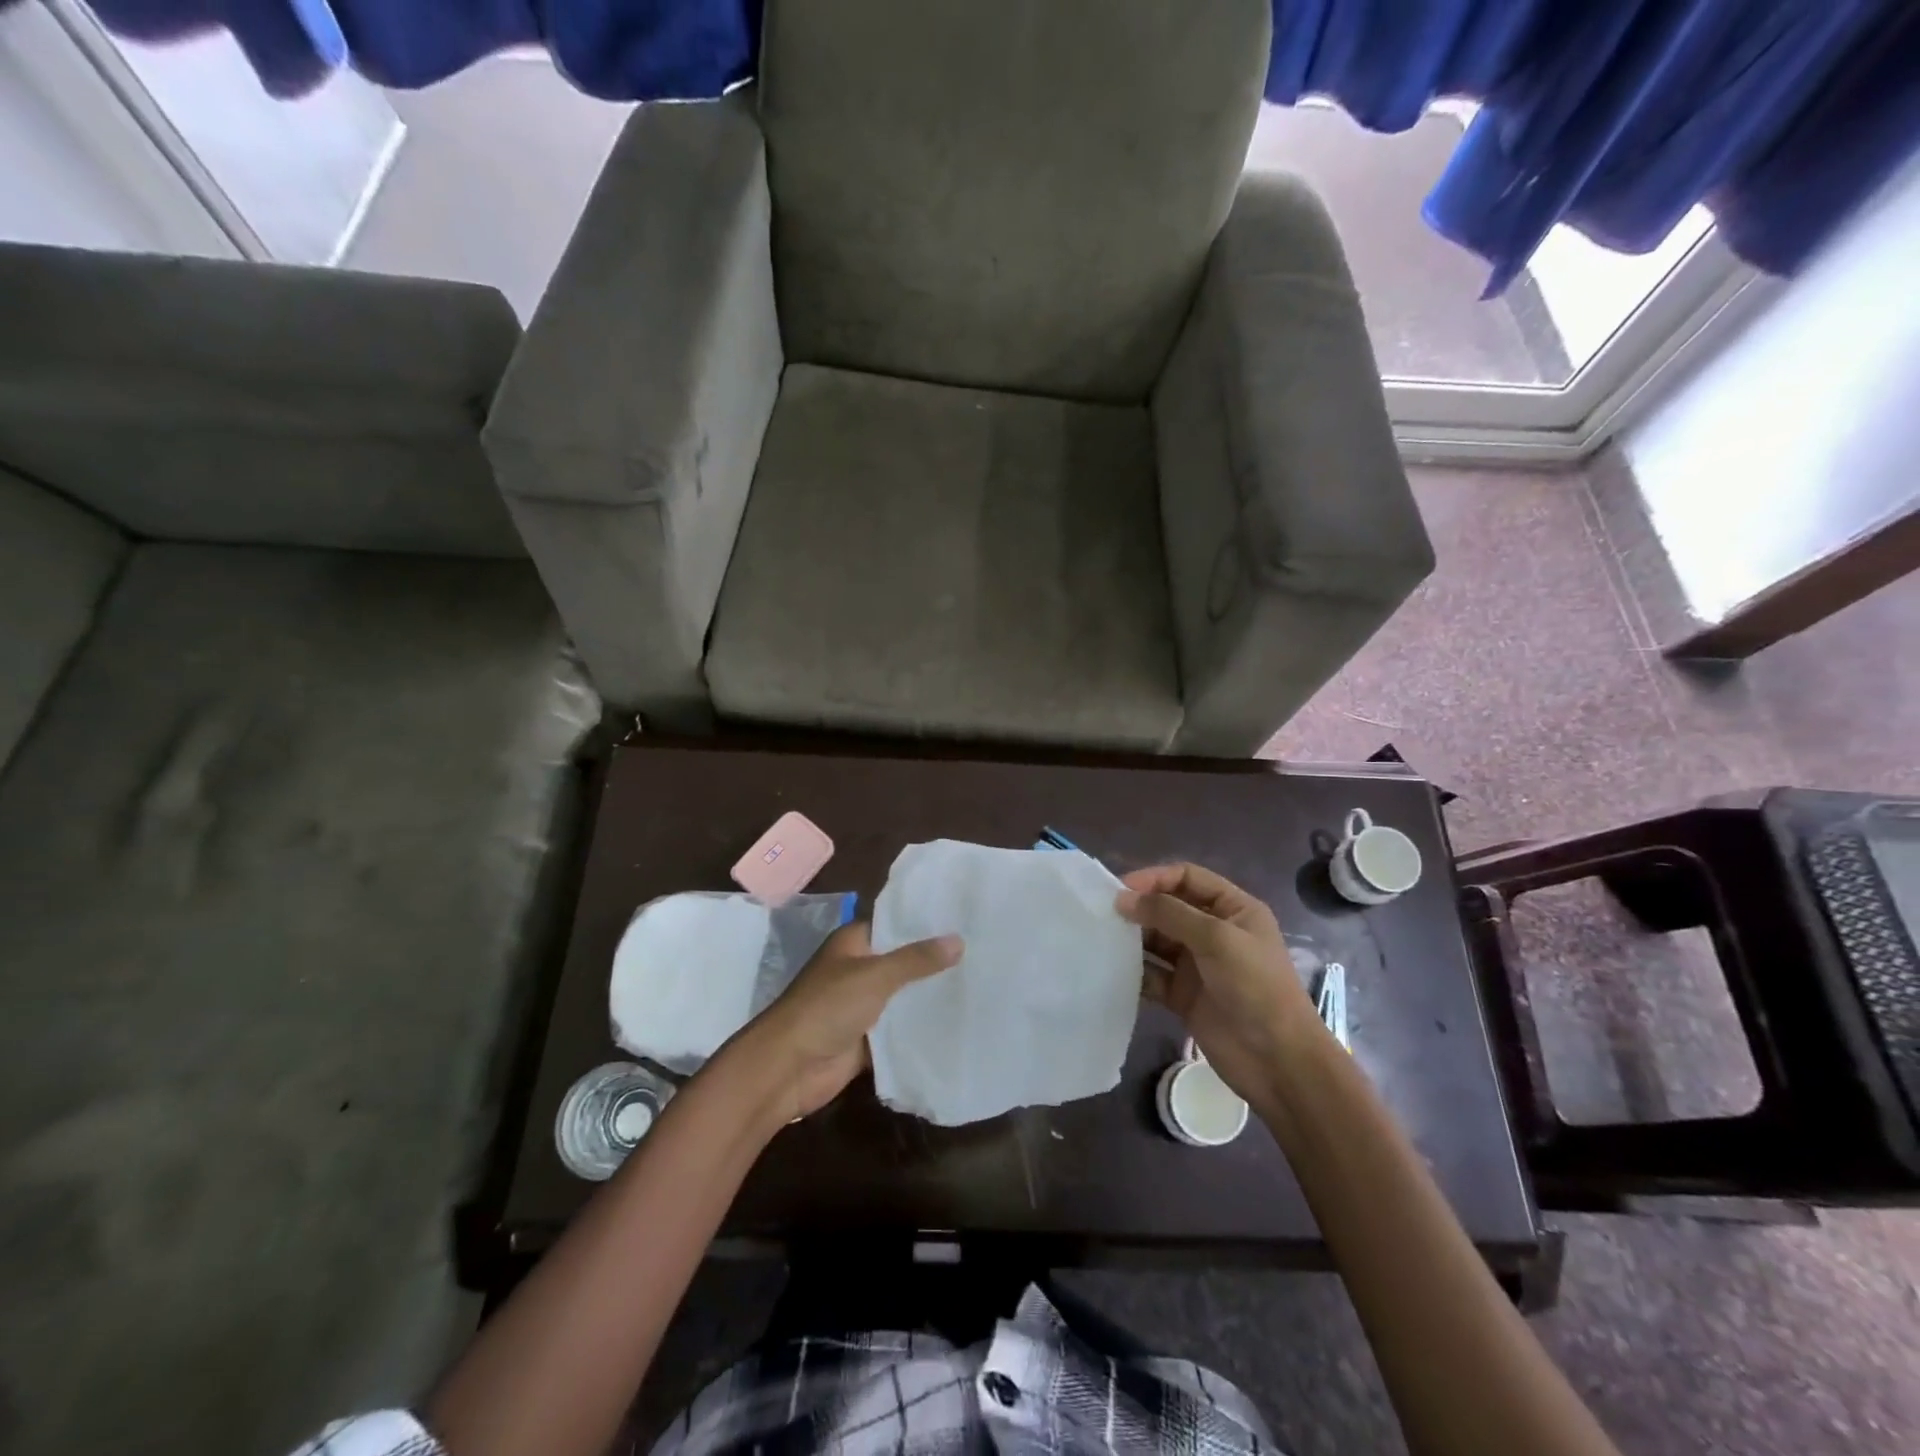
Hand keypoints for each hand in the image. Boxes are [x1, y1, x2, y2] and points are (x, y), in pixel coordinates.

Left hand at [730, 921, 961, 1124]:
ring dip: (929, 997)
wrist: (788, 1067)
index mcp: (853, 944)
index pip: (894, 924)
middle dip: (934, 962)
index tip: (964, 920)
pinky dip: (919, 1030)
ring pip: (903, 998)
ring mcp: (861, 1006)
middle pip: (902, 962)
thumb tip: (958, 940)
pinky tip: (957, 1025)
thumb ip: (916, 960)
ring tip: (980, 987)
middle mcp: (857, 970)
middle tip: (983, 955)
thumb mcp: (875, 976)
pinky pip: (899, 1031)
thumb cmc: (827, 1008)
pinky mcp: (866, 1040)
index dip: (925, 923)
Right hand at [1117, 863, 1321, 1104]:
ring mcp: (1197, 964)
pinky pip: (1152, 974)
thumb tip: (1124, 898)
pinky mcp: (1183, 995)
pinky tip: (1110, 969)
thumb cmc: (1256, 987)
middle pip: (1168, 908)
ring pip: (1156, 941)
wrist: (1278, 1061)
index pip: (1187, 878)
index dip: (1154, 878)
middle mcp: (1214, 931)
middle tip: (1103, 915)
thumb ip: (1169, 914)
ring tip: (1101, 939)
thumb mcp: (1217, 939)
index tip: (1121, 890)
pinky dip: (1134, 971)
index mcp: (1233, 909)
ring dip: (1132, 939)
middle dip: (1139, 908)